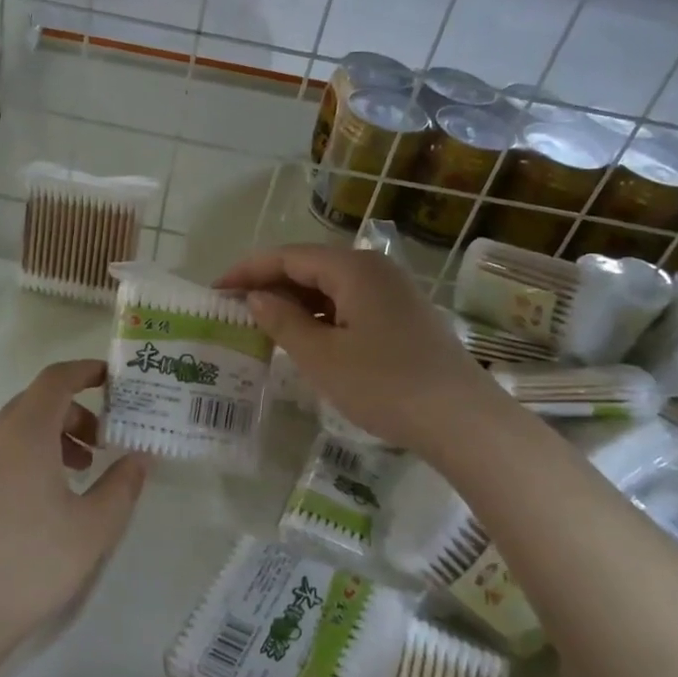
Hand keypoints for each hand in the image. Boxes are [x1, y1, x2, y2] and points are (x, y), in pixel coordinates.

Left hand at [0, 359, 150, 649]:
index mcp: (25, 432)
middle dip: (76, 411)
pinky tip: (45, 496)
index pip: (56, 379)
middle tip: (104, 441)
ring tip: (81, 471)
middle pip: (37, 401)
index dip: (86, 371)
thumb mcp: (94, 527)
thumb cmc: (32, 563)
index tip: (113, 380)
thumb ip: (123, 485)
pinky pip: (1, 450)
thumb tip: (140, 457)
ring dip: (53, 435)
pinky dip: (29, 453)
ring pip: (18, 427)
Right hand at [215, 245, 494, 457]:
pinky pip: (351, 304)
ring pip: (332, 286)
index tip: (216, 290)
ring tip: (264, 324)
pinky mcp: (404, 316)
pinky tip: (307, 338)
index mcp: (353, 268)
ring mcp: (394, 292)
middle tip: (235, 308)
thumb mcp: (322, 357)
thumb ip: (283, 321)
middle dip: (270, 284)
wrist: (461, 420)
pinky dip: (322, 315)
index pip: (288, 256)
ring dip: (296, 302)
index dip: (248, 271)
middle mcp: (375, 269)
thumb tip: (257, 298)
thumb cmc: (384, 384)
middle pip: (310, 266)